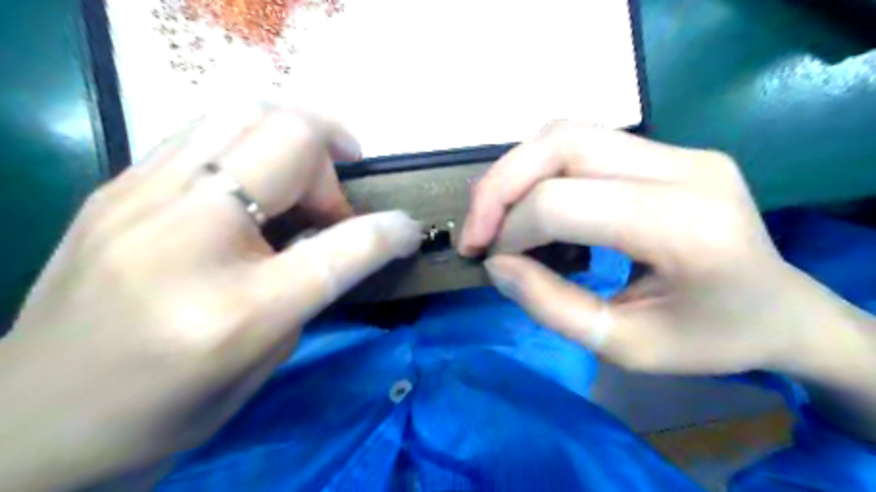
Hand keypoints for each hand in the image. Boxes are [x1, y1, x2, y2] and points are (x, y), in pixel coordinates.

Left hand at [0, 103, 420, 491]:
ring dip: (296, 136)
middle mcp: (186, 238)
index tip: (410, 230)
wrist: (35, 420)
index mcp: (234, 310)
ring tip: (306, 173)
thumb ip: (311, 287)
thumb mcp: (265, 359)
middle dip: (334, 160)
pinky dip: (252, 141)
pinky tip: (255, 177)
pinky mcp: (115, 186)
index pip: (342, 246)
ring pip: (246, 111)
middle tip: (336, 200)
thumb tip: (343, 237)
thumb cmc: (167, 410)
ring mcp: (139, 199)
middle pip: (291, 141)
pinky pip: (205, 128)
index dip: (390, 231)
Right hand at [458, 124, 867, 376]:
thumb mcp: (624, 347)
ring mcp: (680, 150)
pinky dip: (539, 169)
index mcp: (685, 227)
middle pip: (561, 143)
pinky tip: (531, 203)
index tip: (490, 260)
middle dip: (499, 187)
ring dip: (515, 172)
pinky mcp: (669, 150)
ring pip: (566, 132)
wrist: (782, 311)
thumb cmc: (710, 341)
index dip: (510, 229)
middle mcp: (685, 169)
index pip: (563, 202)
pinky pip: (583, 142)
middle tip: (475, 231)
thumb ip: (551, 306)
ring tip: (495, 216)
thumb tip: (496, 264)